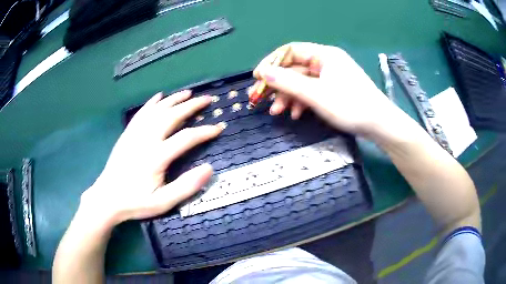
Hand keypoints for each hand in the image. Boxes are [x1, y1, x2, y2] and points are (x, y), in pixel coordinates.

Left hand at [80, 91, 222, 225]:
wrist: (107, 198)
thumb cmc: (136, 201)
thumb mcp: (163, 202)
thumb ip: (186, 186)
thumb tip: (209, 169)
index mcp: (156, 156)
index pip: (186, 138)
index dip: (205, 131)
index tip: (219, 127)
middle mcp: (146, 139)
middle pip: (171, 116)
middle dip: (191, 106)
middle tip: (207, 99)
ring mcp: (135, 134)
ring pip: (157, 110)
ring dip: (174, 99)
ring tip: (188, 93)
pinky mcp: (127, 134)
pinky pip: (141, 113)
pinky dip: (152, 103)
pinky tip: (159, 96)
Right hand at [251, 42, 395, 134]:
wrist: (379, 125)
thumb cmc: (350, 106)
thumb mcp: (316, 94)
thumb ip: (288, 82)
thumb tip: (262, 73)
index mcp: (324, 55)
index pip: (290, 51)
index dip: (271, 63)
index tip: (257, 77)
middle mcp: (326, 62)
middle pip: (294, 68)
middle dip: (277, 84)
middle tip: (259, 99)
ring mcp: (330, 77)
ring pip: (301, 82)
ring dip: (287, 96)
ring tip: (277, 112)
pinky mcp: (333, 90)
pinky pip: (311, 92)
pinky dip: (301, 102)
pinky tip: (295, 114)